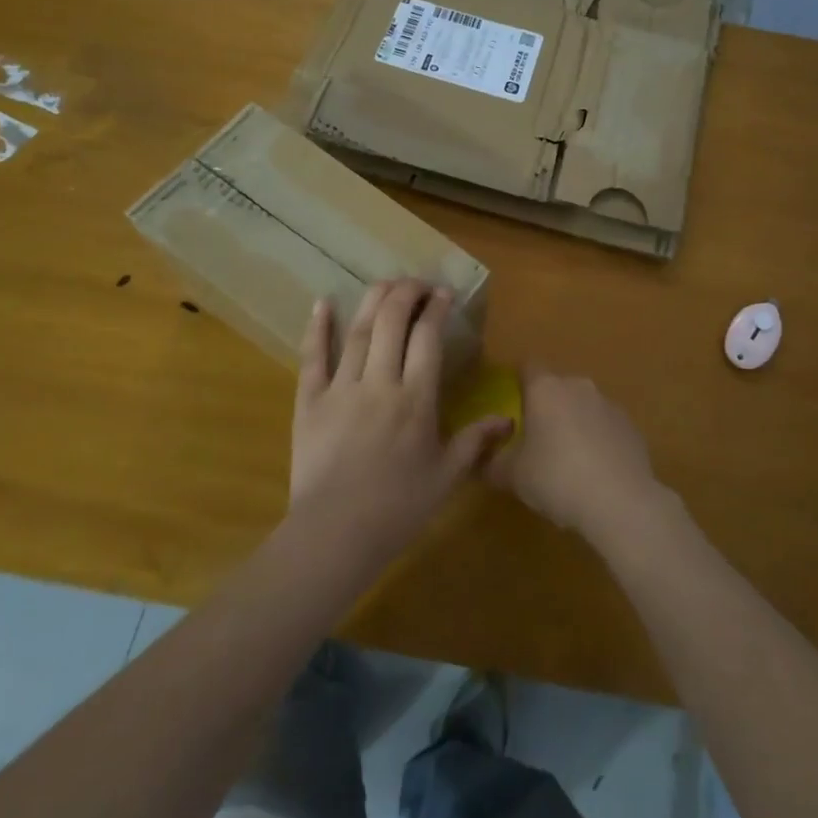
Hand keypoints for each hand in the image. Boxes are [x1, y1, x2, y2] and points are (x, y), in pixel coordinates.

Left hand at [289, 280, 510, 563]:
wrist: (335, 535)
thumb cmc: (398, 508)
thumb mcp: (446, 477)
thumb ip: (475, 441)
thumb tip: (508, 418)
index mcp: (416, 400)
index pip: (427, 338)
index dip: (436, 309)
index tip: (444, 293)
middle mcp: (380, 383)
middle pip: (392, 322)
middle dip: (406, 293)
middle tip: (418, 283)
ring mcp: (341, 389)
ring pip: (358, 332)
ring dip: (373, 300)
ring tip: (386, 282)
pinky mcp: (309, 402)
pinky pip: (312, 358)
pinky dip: (316, 328)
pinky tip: (322, 301)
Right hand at [486, 366, 664, 543]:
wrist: (620, 501)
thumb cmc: (556, 478)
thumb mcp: (513, 476)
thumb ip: (493, 462)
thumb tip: (484, 459)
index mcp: (546, 389)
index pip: (527, 367)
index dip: (518, 382)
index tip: (512, 406)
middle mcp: (578, 386)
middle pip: (557, 387)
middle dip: (547, 407)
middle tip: (537, 439)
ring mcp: (609, 404)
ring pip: (583, 406)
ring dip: (574, 423)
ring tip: (568, 460)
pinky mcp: (631, 426)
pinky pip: (606, 426)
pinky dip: (598, 440)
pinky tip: (595, 472)